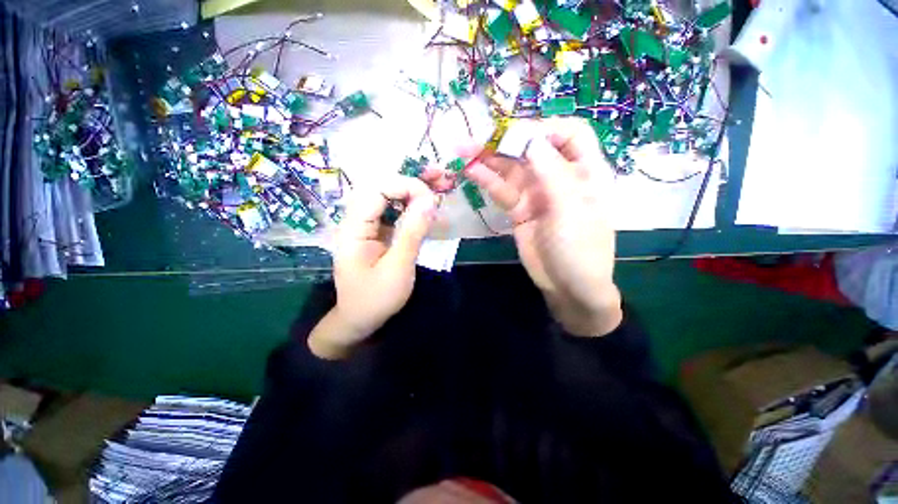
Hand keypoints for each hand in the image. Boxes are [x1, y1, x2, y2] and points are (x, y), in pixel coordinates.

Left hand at [309, 175, 437, 358]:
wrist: (360, 320)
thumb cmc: (376, 298)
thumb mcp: (398, 267)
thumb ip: (413, 232)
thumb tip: (429, 200)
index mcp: (353, 229)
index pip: (376, 190)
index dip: (405, 186)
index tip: (431, 198)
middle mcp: (356, 222)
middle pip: (382, 189)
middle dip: (410, 185)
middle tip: (438, 187)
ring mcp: (366, 227)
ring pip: (388, 199)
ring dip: (412, 195)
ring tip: (435, 197)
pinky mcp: (376, 234)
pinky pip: (393, 213)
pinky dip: (410, 209)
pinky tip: (425, 212)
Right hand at [462, 118, 621, 335]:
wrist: (568, 288)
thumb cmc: (580, 250)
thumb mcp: (571, 211)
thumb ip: (552, 174)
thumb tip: (532, 139)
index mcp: (585, 171)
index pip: (569, 134)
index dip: (544, 128)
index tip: (518, 135)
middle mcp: (559, 176)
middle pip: (532, 149)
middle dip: (505, 141)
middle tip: (475, 140)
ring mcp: (536, 193)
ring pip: (512, 168)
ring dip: (489, 159)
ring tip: (463, 152)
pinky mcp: (519, 209)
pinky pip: (502, 190)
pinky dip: (487, 180)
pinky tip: (471, 171)